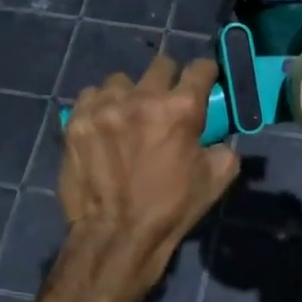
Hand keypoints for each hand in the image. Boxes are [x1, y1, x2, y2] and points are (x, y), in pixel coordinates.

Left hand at [58, 56, 239, 296]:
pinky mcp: (77, 121)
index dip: (206, 72)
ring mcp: (105, 107)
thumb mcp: (216, 179)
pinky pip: (91, 96)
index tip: (204, 80)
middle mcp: (143, 98)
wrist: (116, 236)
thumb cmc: (171, 209)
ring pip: (122, 80)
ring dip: (130, 93)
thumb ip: (224, 147)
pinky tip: (104, 125)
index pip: (200, 67)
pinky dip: (100, 105)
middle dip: (169, 79)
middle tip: (166, 102)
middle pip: (161, 64)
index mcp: (181, 109)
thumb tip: (218, 136)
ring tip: (128, 116)